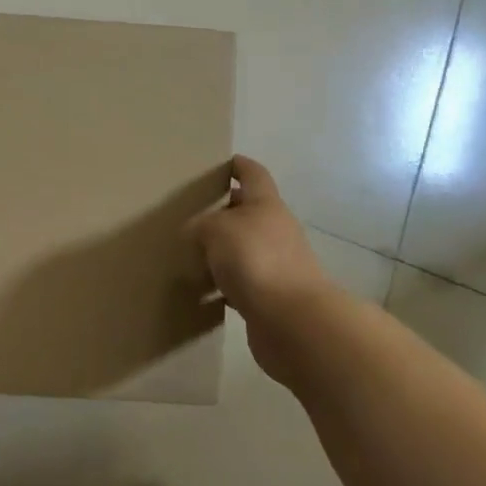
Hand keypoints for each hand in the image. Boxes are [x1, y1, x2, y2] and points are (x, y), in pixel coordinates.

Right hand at [192, 156, 335, 358]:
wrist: (292, 322)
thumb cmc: (255, 260)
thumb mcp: (215, 230)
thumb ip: (200, 225)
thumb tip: (195, 233)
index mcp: (266, 204)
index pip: (253, 174)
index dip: (238, 166)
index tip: (221, 163)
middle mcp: (276, 230)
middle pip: (249, 212)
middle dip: (224, 211)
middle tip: (193, 212)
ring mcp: (278, 264)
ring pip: (245, 248)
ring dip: (224, 251)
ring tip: (193, 253)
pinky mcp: (273, 297)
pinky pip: (244, 282)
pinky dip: (226, 284)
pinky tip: (205, 291)